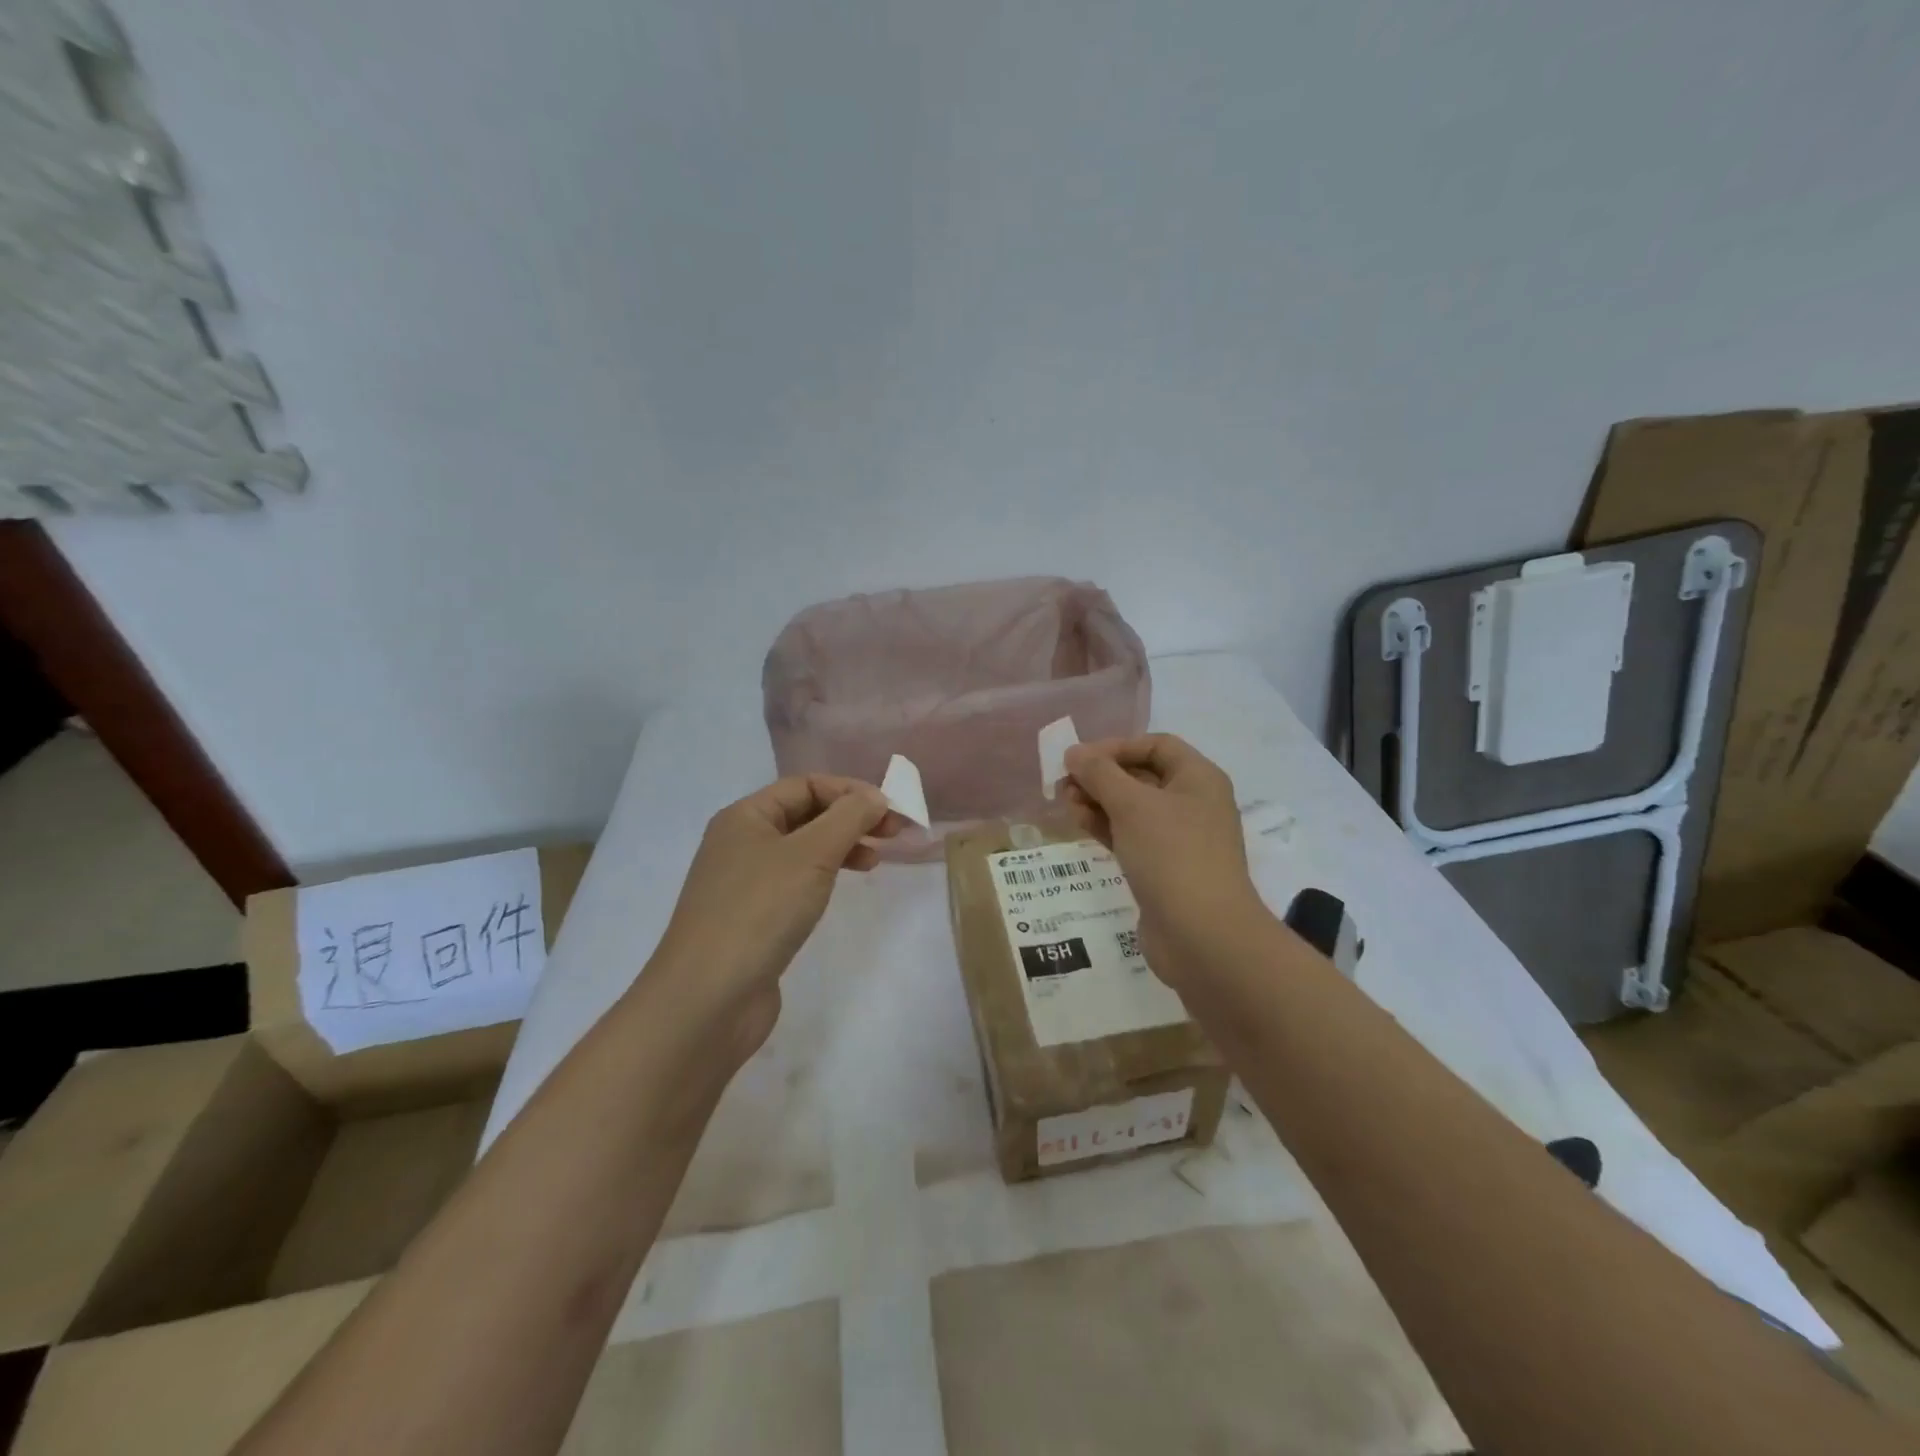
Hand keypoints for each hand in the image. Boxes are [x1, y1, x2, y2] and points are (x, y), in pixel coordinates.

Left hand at [653, 775, 901, 1056]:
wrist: (707, 999)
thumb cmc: (760, 911)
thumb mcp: (811, 854)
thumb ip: (848, 818)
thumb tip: (875, 797)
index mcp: (745, 817)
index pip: (805, 785)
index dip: (850, 791)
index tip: (890, 810)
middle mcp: (740, 843)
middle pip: (805, 814)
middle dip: (850, 819)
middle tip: (893, 834)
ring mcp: (743, 883)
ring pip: (802, 850)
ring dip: (841, 847)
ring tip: (875, 861)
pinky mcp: (752, 918)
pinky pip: (794, 882)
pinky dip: (824, 877)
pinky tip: (842, 888)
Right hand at [1062, 735, 1267, 985]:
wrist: (1202, 936)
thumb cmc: (1172, 855)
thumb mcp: (1132, 805)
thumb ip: (1099, 774)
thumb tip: (1074, 753)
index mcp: (1198, 778)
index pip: (1156, 745)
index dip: (1116, 747)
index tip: (1079, 759)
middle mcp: (1193, 803)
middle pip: (1141, 776)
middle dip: (1101, 776)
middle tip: (1063, 785)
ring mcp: (1180, 839)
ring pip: (1133, 808)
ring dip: (1098, 802)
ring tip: (1066, 805)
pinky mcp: (1164, 869)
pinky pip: (1131, 836)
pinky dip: (1106, 828)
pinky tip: (1080, 826)